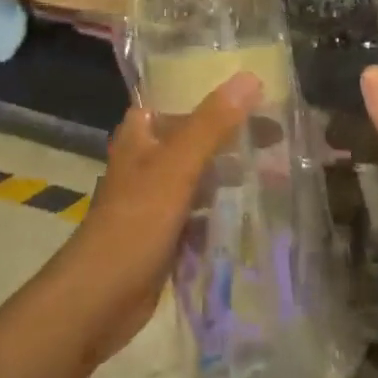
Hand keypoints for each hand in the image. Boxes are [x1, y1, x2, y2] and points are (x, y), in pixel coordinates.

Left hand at [48, 71, 262, 369]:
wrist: (98, 301)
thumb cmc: (134, 223)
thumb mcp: (176, 166)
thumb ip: (212, 123)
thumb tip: (249, 77)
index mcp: (141, 133)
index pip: (179, 96)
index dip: (214, 90)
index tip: (257, 87)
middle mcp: (147, 159)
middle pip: (196, 135)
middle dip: (233, 134)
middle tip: (280, 130)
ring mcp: (156, 197)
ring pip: (201, 174)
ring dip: (232, 171)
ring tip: (278, 167)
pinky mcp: (166, 232)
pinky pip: (202, 211)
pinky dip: (224, 207)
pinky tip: (257, 209)